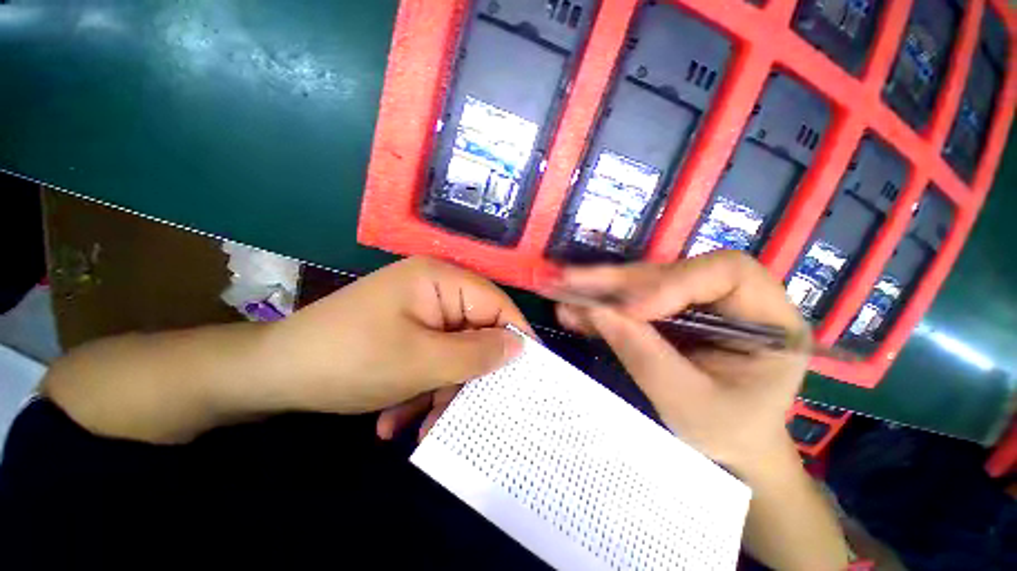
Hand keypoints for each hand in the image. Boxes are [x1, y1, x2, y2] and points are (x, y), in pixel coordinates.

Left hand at [266, 257, 531, 440]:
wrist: (271, 375)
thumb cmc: (349, 360)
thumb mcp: (422, 362)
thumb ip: (477, 353)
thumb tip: (520, 347)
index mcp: (441, 279)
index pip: (496, 304)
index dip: (514, 336)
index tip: (529, 373)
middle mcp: (434, 289)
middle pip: (474, 331)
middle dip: (469, 375)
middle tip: (468, 412)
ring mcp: (419, 310)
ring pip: (452, 351)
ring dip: (440, 390)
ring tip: (421, 426)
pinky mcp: (407, 330)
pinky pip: (431, 357)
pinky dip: (420, 388)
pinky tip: (395, 418)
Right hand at [554, 251, 807, 473]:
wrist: (728, 449)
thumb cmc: (727, 433)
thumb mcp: (689, 403)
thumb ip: (644, 355)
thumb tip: (596, 311)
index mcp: (768, 318)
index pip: (725, 272)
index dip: (673, 282)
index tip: (632, 310)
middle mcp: (732, 299)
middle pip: (670, 273)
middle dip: (617, 280)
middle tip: (569, 280)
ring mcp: (695, 304)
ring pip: (643, 284)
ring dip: (599, 289)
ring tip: (561, 287)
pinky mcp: (668, 314)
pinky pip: (630, 302)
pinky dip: (600, 306)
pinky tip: (573, 308)